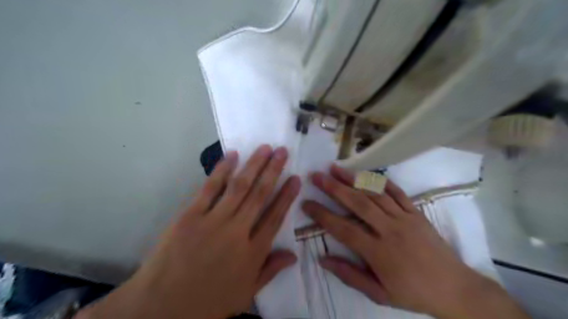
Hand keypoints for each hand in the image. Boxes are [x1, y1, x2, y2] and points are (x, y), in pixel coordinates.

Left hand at [79, 144, 306, 318]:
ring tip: (265, 148)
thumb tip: (293, 256)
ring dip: (254, 165)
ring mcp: (213, 221)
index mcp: (252, 252)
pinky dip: (222, 170)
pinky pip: (210, 188)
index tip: (296, 178)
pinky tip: (233, 155)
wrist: (161, 307)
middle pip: (259, 195)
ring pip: (239, 186)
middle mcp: (237, 231)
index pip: (275, 217)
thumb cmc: (208, 302)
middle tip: (282, 151)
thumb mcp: (245, 294)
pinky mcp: (190, 215)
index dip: (287, 196)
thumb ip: (270, 271)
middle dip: (273, 171)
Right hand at [304, 166, 529, 318]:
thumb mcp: (378, 294)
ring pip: (375, 193)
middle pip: (358, 204)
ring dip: (353, 179)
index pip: (343, 229)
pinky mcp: (416, 212)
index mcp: (378, 252)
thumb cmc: (413, 293)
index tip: (306, 204)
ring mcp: (405, 218)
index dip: (322, 215)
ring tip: (335, 168)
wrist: (455, 289)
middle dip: (334, 188)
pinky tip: (367, 173)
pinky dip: (380, 181)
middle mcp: (390, 230)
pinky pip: (397, 192)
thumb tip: (323, 259)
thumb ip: (349, 275)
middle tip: (317, 176)